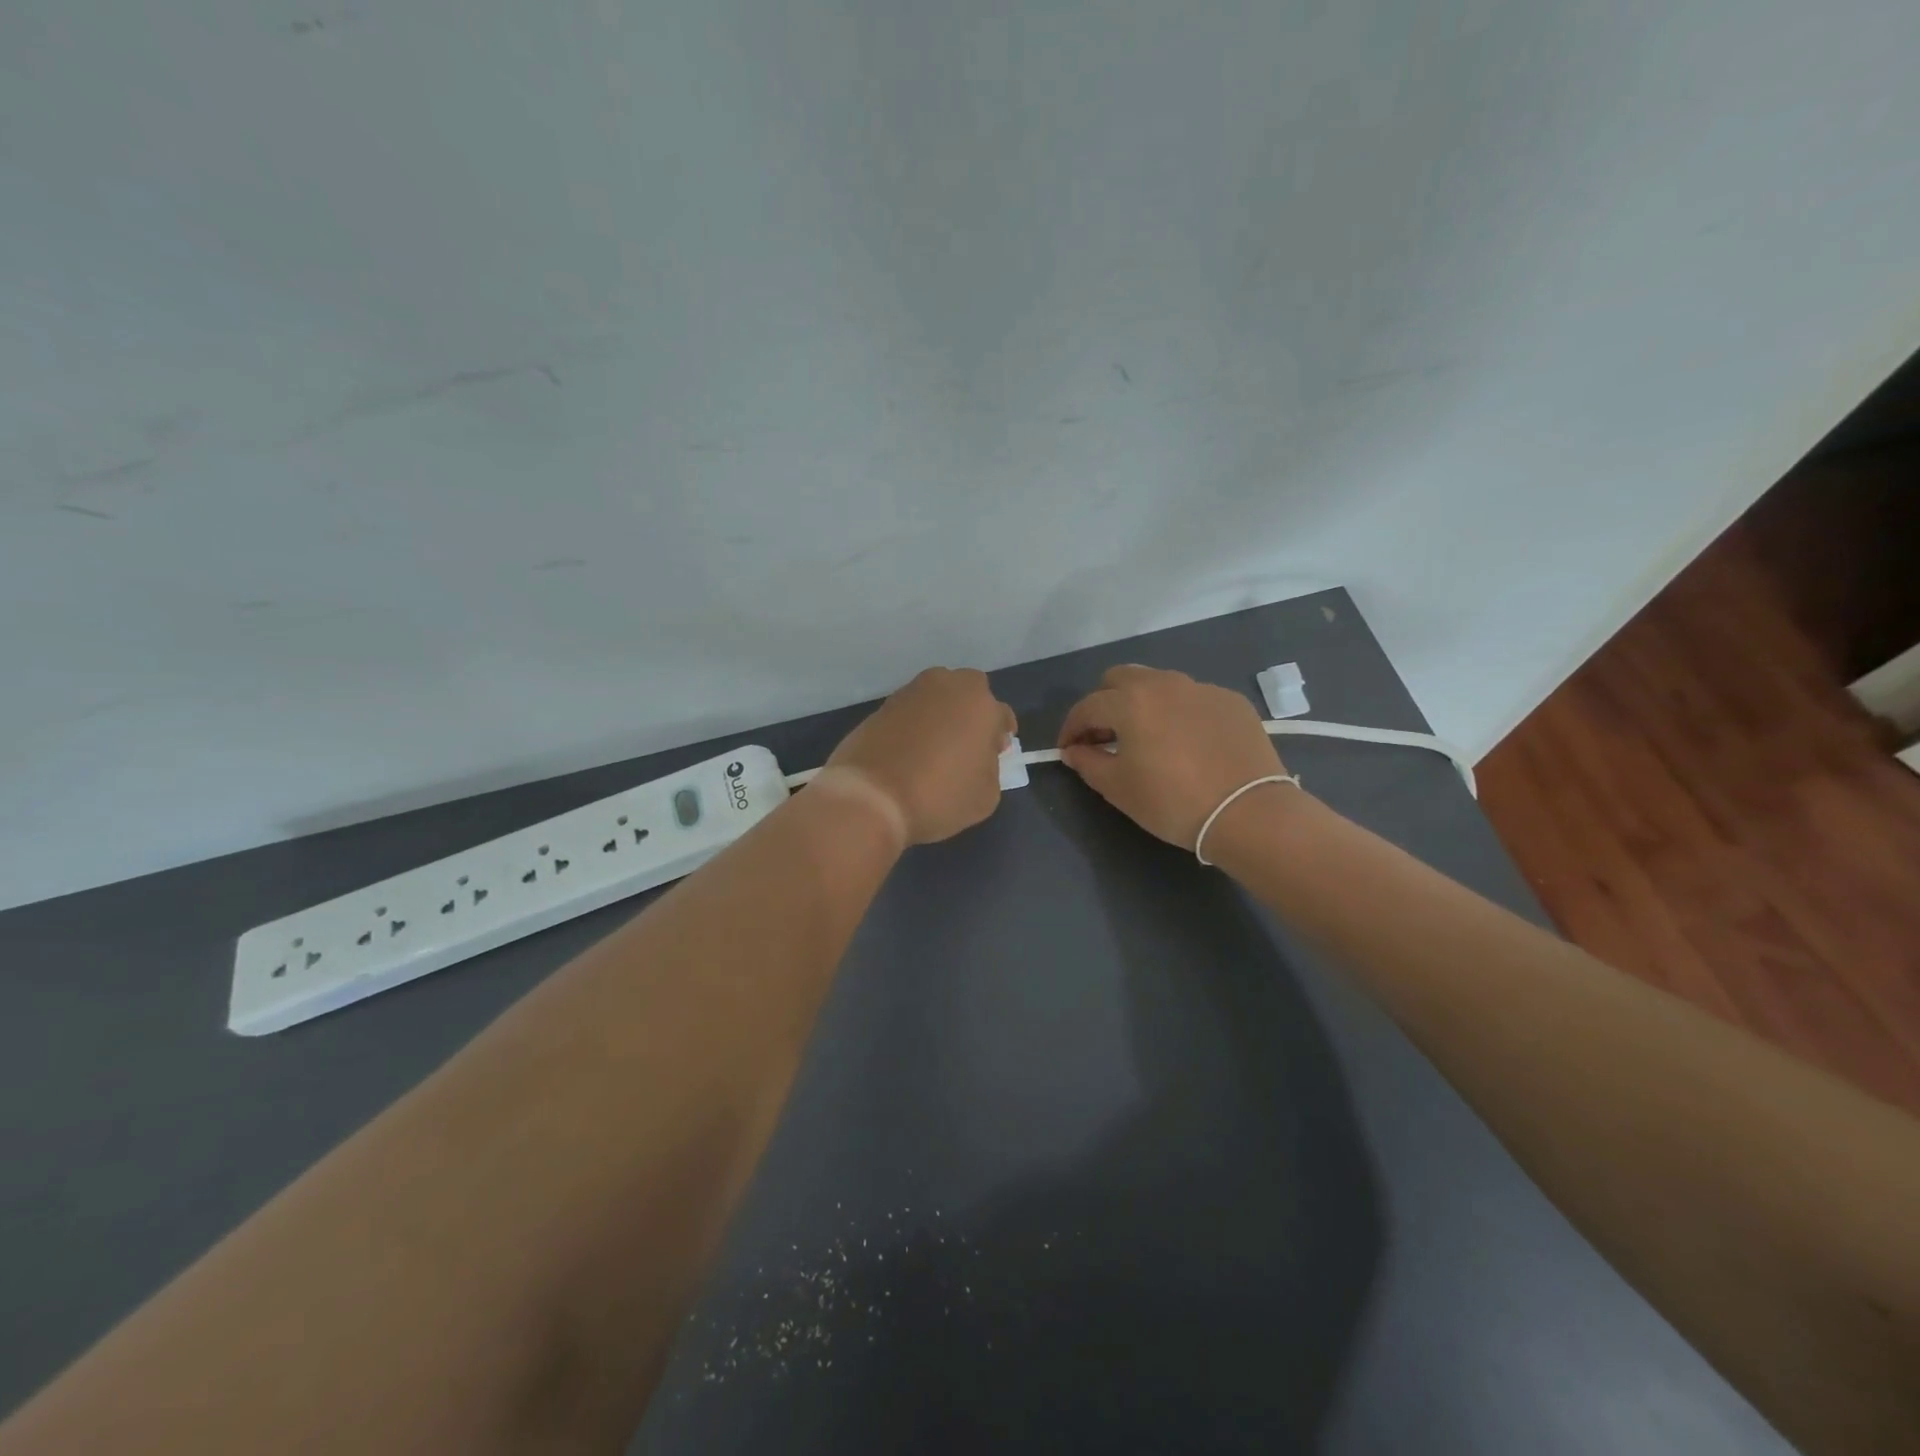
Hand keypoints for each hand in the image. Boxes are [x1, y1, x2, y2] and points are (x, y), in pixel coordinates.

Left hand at [824, 667, 1016, 845]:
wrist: (871, 797)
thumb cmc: (939, 796)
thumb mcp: (986, 795)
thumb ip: (991, 767)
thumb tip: (979, 757)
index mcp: (981, 705)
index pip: (1001, 715)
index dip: (1000, 737)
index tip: (995, 754)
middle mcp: (947, 686)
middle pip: (969, 691)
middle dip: (972, 711)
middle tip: (967, 742)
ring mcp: (911, 692)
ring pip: (937, 696)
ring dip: (942, 714)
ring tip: (936, 746)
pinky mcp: (882, 706)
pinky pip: (910, 710)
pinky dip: (915, 723)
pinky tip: (910, 750)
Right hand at [1057, 665, 1289, 850]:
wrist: (1248, 812)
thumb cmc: (1172, 802)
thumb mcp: (1119, 789)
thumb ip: (1088, 763)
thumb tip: (1074, 750)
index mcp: (1130, 702)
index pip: (1087, 706)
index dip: (1072, 728)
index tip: (1069, 749)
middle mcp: (1163, 684)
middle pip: (1120, 678)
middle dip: (1104, 702)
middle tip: (1105, 735)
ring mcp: (1201, 688)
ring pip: (1158, 683)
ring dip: (1141, 703)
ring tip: (1145, 735)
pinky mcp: (1231, 701)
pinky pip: (1192, 697)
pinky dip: (1178, 712)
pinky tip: (1185, 741)